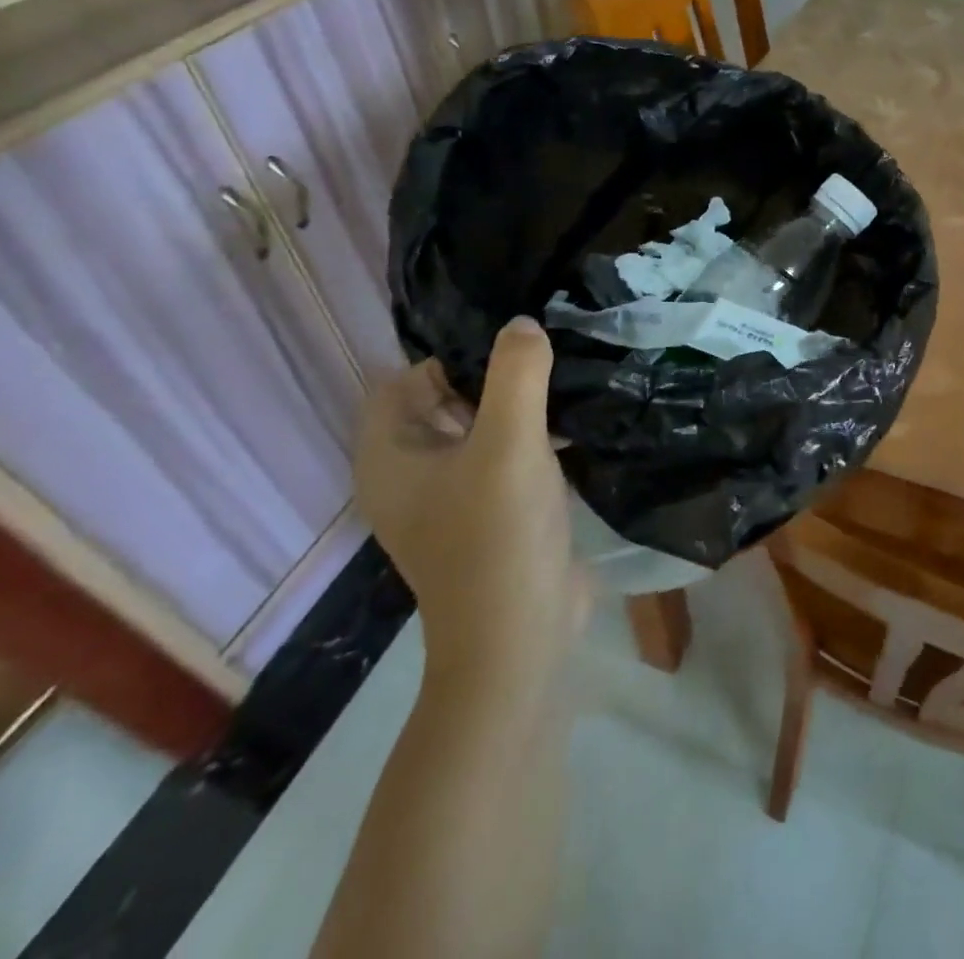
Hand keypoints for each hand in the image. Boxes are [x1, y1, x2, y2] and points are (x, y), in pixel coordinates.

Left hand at [353, 318, 587, 681]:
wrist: (520, 638)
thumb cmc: (498, 536)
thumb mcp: (510, 444)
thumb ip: (516, 375)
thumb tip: (523, 324)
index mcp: (391, 457)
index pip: (403, 380)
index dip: (448, 354)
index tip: (509, 340)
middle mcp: (412, 473)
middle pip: (443, 399)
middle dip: (490, 374)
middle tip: (547, 348)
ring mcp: (452, 495)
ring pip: (479, 427)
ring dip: (517, 404)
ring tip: (566, 372)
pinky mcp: (490, 511)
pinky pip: (504, 455)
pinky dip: (531, 435)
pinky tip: (573, 419)